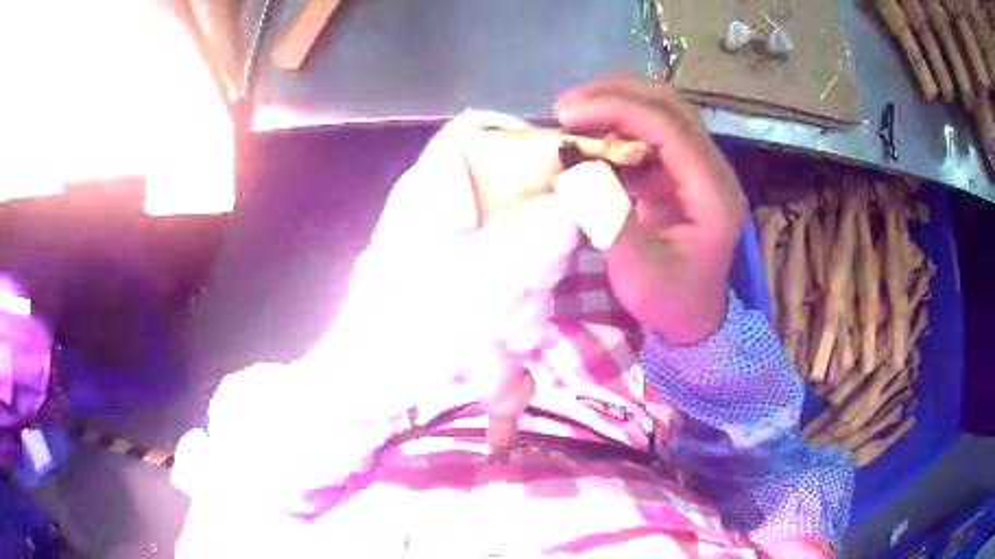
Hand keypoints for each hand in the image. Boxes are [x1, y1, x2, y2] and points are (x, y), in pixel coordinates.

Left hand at [300, 111, 579, 412]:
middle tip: (542, 280)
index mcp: (434, 187)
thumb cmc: (408, 330)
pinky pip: (505, 266)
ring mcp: (450, 239)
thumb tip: (576, 202)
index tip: (567, 174)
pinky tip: (513, 334)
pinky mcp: (457, 272)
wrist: (367, 385)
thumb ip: (529, 238)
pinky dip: (517, 296)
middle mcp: (442, 203)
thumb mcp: (475, 284)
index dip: (524, 137)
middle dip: (541, 232)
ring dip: (532, 277)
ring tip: (519, 328)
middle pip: (512, 184)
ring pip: (517, 232)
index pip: (477, 128)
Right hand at [556, 77, 747, 343]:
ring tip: (572, 116)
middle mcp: (712, 170)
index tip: (569, 113)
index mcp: (713, 194)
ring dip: (615, 105)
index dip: (619, 109)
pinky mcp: (681, 172)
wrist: (696, 317)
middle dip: (616, 95)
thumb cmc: (672, 302)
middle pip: (670, 106)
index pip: (670, 128)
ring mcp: (698, 167)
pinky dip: (616, 127)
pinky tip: (589, 137)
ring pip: (660, 112)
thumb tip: (574, 170)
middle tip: (566, 107)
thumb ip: (609, 220)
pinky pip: (650, 133)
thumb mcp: (639, 275)